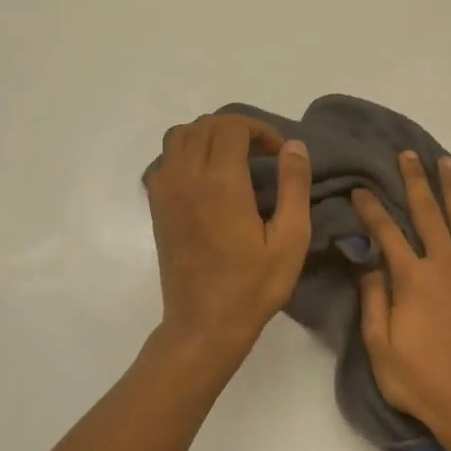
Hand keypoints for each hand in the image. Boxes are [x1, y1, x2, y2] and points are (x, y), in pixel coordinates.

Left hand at [145, 114, 311, 358]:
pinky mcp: (157, 207)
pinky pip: (165, 160)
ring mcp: (166, 191)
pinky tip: (207, 177)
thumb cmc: (253, 286)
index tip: (279, 153)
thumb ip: (293, 186)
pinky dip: (186, 153)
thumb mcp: (290, 239)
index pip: (232, 126)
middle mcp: (187, 177)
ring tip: (233, 158)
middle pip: (205, 126)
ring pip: (179, 136)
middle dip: (237, 129)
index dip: (260, 129)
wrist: (204, 325)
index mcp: (221, 182)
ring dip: (208, 136)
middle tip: (262, 153)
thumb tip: (293, 145)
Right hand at [354, 152, 450, 439]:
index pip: (386, 231)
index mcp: (412, 278)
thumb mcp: (380, 348)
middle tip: (408, 155)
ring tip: (446, 162)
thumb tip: (366, 261)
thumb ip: (372, 300)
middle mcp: (445, 263)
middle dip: (414, 181)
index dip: (371, 207)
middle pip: (427, 212)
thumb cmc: (422, 381)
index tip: (361, 189)